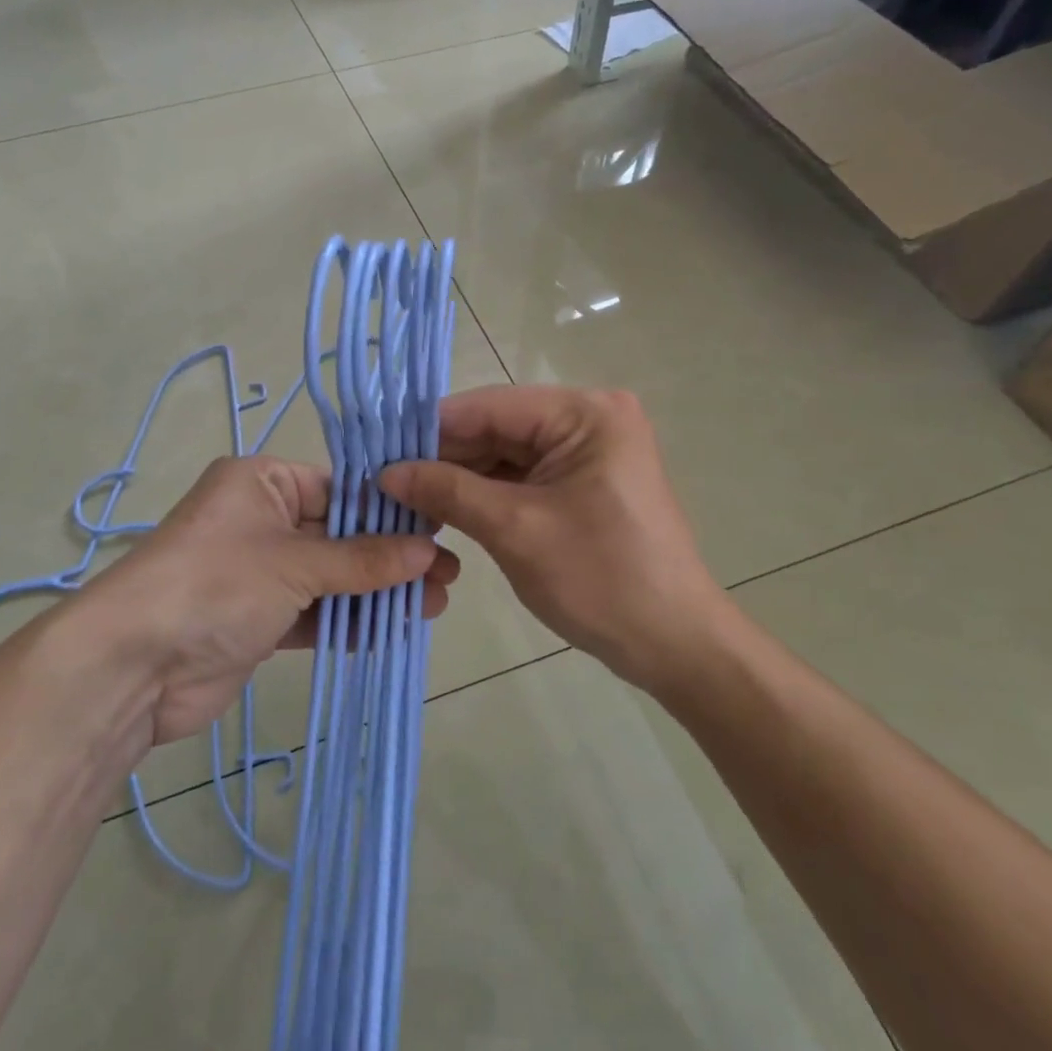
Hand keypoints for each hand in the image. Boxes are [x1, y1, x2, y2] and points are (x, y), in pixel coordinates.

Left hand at [84, 455, 459, 744]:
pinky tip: (391, 629)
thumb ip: (363, 560)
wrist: (133, 666)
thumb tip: (428, 552)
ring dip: (377, 592)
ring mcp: (259, 572)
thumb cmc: (216, 584)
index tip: (439, 527)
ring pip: (331, 577)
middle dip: (391, 556)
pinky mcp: (258, 619)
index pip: (339, 487)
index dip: (389, 510)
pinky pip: (313, 612)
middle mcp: (260, 520)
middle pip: (339, 534)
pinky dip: (347, 620)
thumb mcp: (295, 563)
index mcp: (261, 482)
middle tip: (447, 575)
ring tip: (433, 606)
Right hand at [378, 386, 716, 689]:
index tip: (377, 450)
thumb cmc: (601, 580)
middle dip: (442, 457)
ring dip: (459, 478)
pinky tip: (443, 510)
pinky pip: (523, 478)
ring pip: (505, 454)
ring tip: (403, 499)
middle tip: (383, 481)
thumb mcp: (515, 530)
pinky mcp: (584, 483)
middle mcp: (589, 419)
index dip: (430, 429)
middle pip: (497, 428)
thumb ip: (448, 491)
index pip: (489, 406)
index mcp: (585, 413)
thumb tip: (386, 472)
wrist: (675, 644)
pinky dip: (485, 495)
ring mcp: (588, 451)